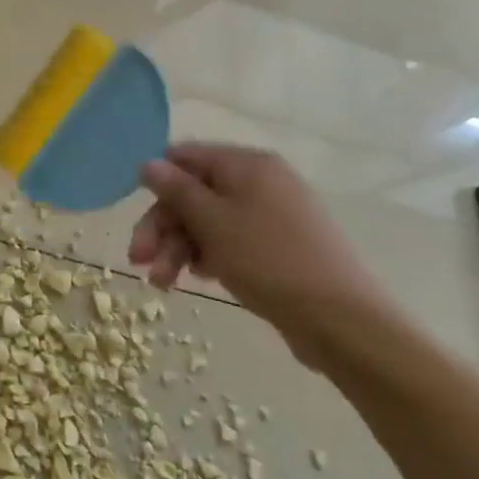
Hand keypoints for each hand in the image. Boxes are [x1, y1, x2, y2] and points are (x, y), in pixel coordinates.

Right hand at [128, 143, 398, 371]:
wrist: (342, 320)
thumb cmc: (268, 261)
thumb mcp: (211, 222)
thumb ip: (176, 189)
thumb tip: (148, 163)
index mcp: (247, 164)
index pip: (185, 157)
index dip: (157, 184)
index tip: (136, 216)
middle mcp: (261, 181)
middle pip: (194, 194)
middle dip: (162, 227)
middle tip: (139, 261)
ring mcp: (273, 214)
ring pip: (209, 221)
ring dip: (178, 248)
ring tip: (164, 284)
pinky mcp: (280, 245)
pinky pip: (231, 239)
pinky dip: (208, 256)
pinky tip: (199, 279)